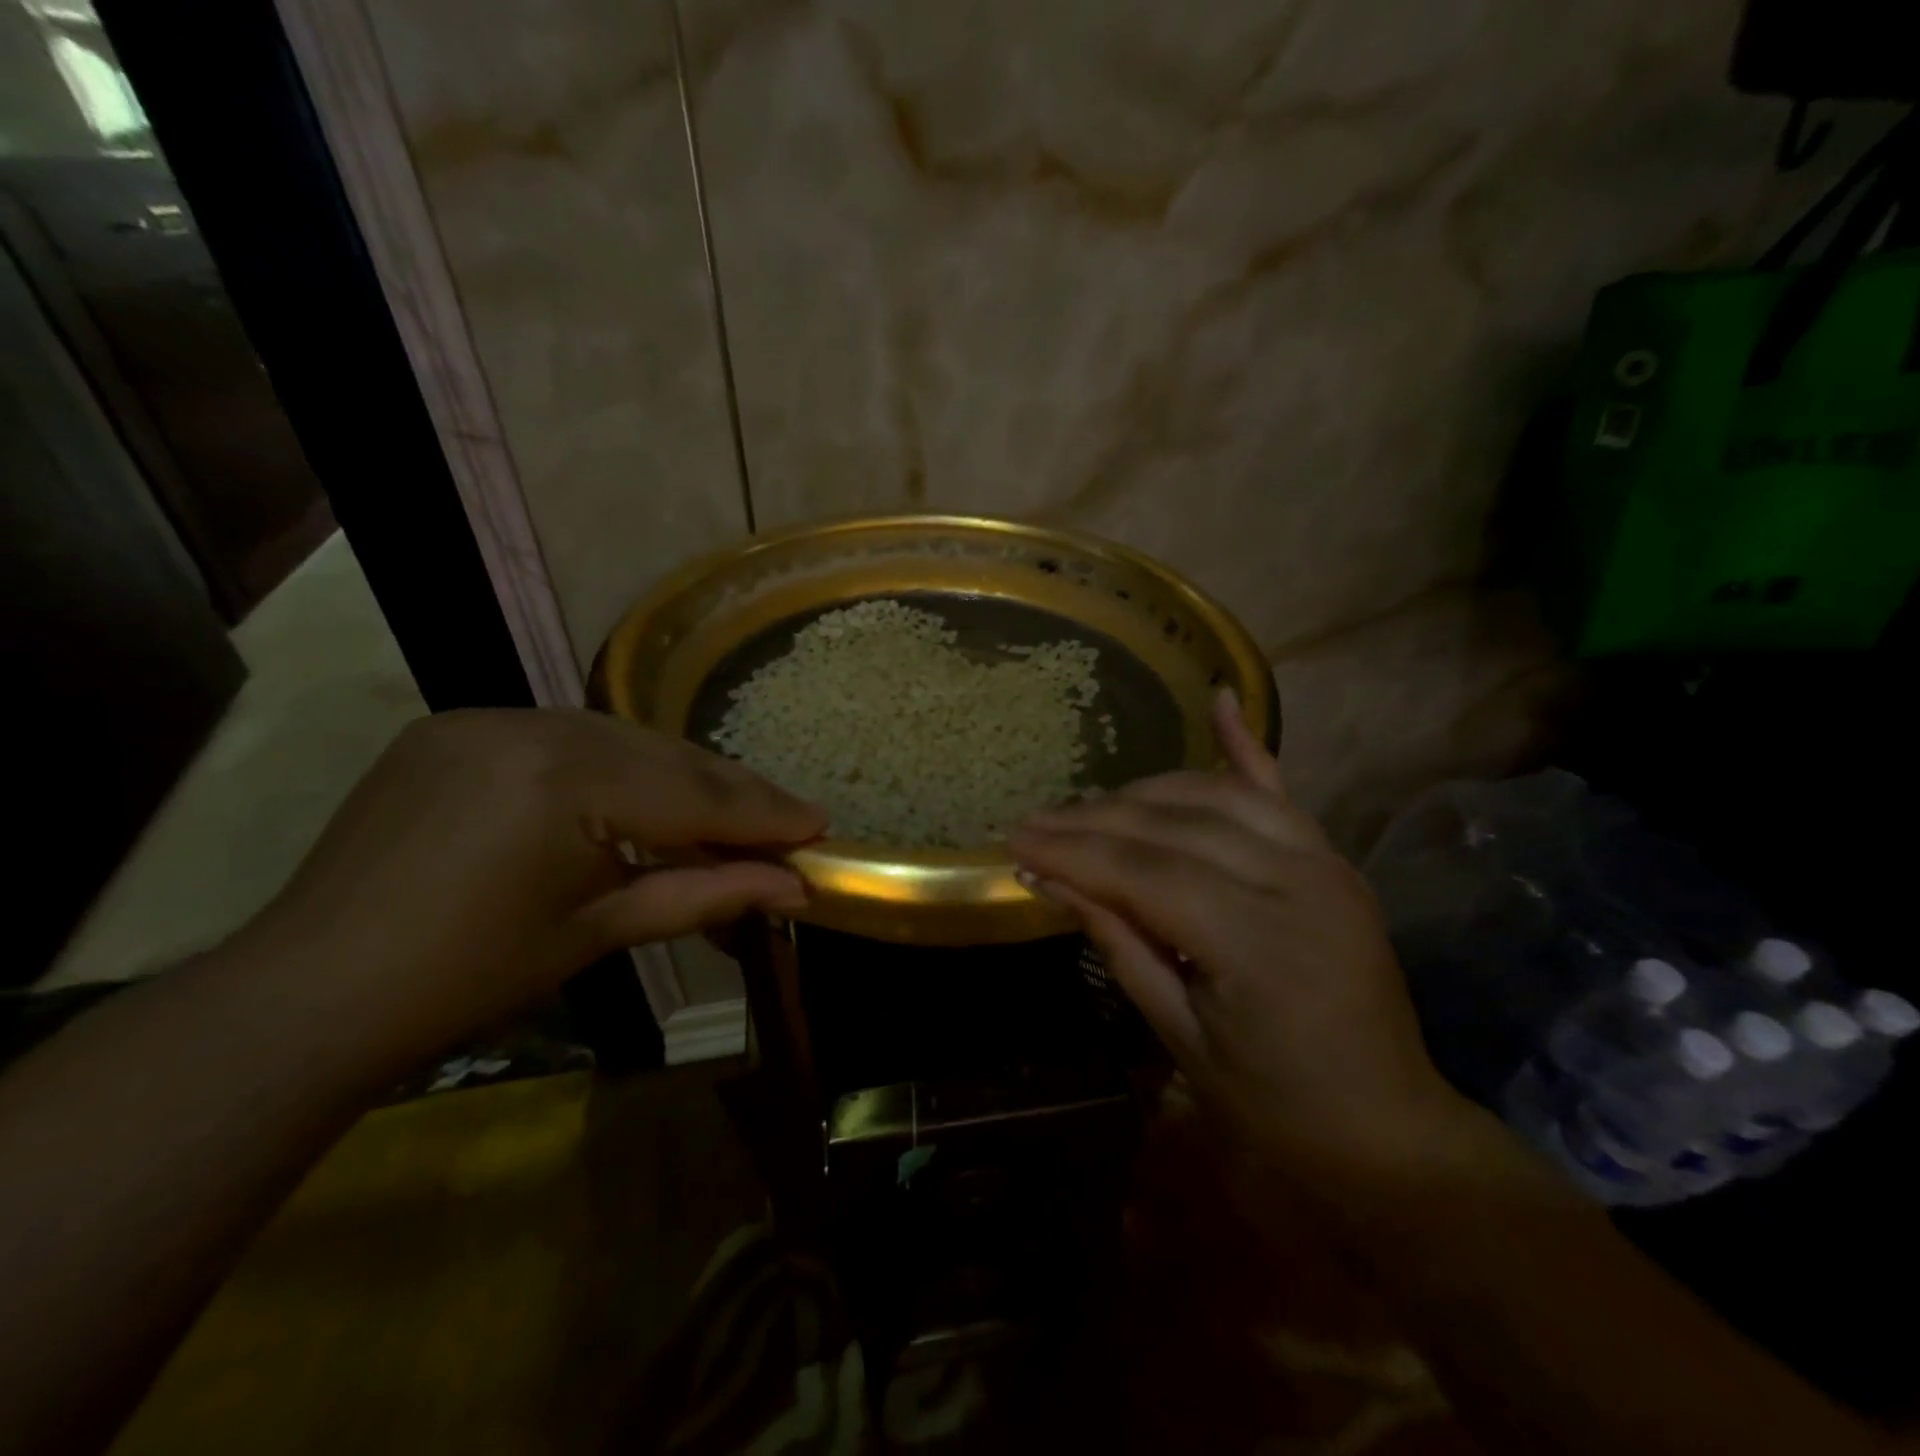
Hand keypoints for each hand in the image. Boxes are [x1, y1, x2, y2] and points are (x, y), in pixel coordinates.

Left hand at [234, 709, 823, 1067]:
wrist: (312, 994)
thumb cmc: (470, 976)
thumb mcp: (602, 931)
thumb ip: (708, 895)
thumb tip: (796, 889)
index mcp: (564, 779)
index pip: (691, 794)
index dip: (762, 813)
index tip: (820, 824)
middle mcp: (531, 725)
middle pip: (664, 756)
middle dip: (731, 792)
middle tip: (791, 817)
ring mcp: (489, 717)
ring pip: (621, 740)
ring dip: (680, 776)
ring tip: (732, 811)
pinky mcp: (460, 727)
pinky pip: (568, 739)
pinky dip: (620, 767)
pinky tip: (647, 797)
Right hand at [1011, 693, 1470, 1170]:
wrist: (1385, 1129)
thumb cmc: (1273, 1104)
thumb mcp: (1179, 1034)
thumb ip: (1118, 942)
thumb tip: (1049, 881)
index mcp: (1257, 940)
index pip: (1143, 872)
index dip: (1072, 852)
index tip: (1014, 840)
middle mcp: (1295, 881)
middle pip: (1172, 826)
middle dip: (1093, 820)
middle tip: (1033, 821)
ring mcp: (1321, 861)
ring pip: (1213, 796)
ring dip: (1142, 793)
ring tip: (1087, 806)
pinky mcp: (1331, 859)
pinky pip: (1279, 792)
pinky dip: (1243, 746)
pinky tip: (1218, 699)